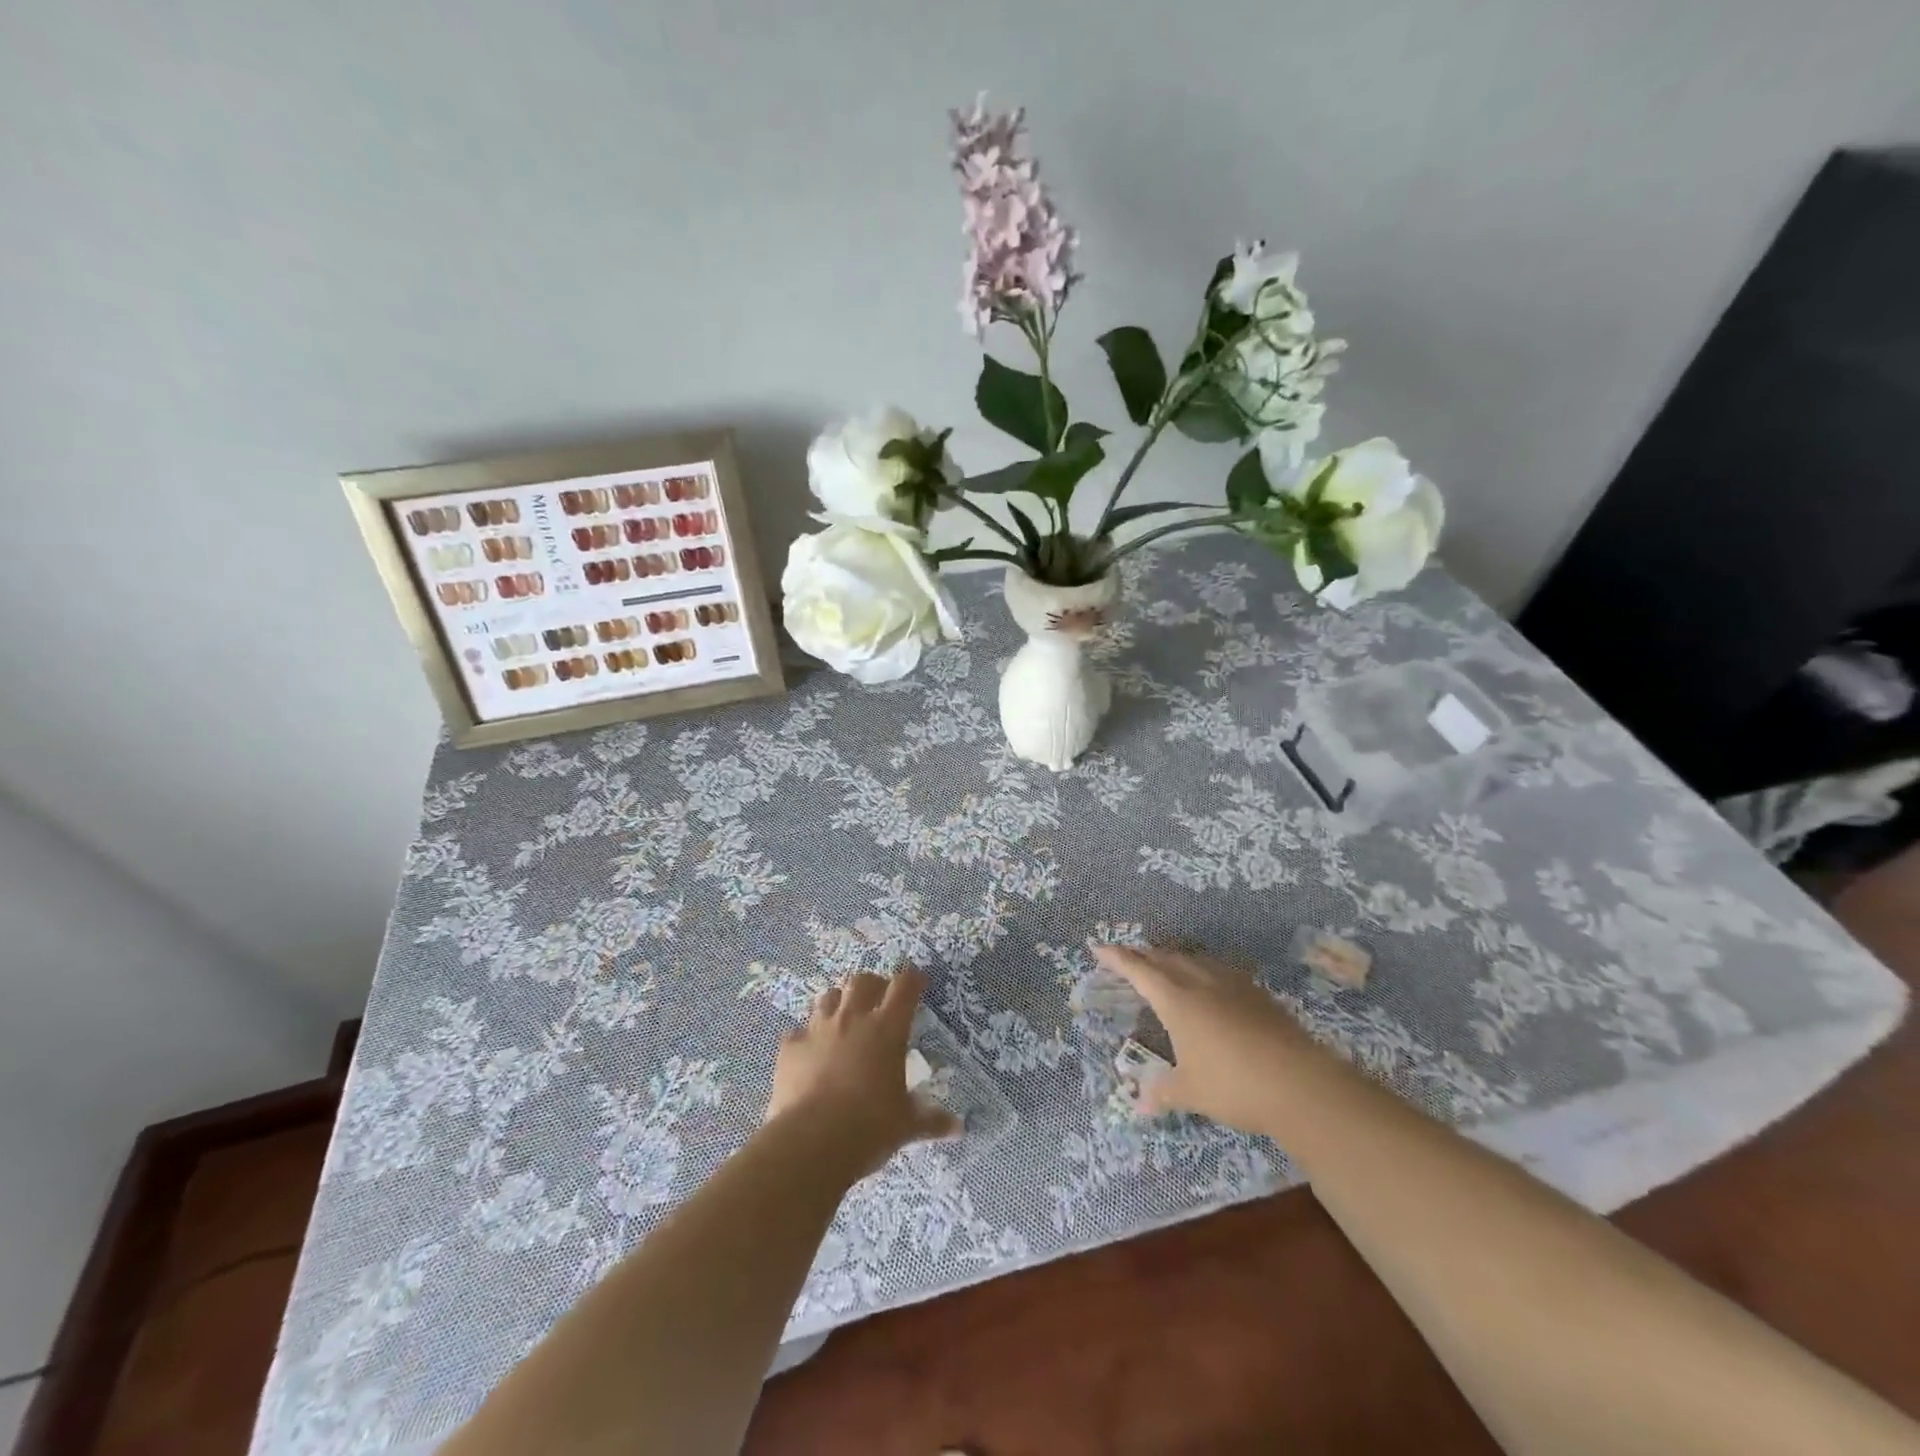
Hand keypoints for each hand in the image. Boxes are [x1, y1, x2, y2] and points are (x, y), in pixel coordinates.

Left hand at [764, 964, 960, 1176]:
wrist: (811, 1142)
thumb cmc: (869, 1127)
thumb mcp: (906, 1125)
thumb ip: (931, 1120)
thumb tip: (958, 1128)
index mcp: (887, 1029)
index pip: (904, 986)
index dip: (913, 979)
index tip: (918, 982)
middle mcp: (853, 1019)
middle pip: (862, 980)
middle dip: (872, 984)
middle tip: (879, 998)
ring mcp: (818, 1029)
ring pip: (828, 997)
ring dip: (839, 1002)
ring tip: (843, 1018)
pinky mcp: (790, 1048)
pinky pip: (799, 1032)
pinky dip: (806, 1038)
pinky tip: (810, 1053)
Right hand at [1092, 941, 1313, 1133]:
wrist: (1301, 1083)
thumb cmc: (1233, 1086)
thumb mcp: (1190, 1092)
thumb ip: (1161, 1092)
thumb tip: (1138, 1105)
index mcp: (1176, 999)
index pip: (1138, 970)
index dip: (1116, 957)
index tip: (1098, 946)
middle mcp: (1200, 982)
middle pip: (1165, 957)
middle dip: (1143, 955)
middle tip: (1128, 957)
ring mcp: (1232, 984)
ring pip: (1194, 959)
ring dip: (1173, 958)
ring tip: (1164, 964)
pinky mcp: (1257, 993)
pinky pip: (1219, 970)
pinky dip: (1201, 969)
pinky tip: (1209, 983)